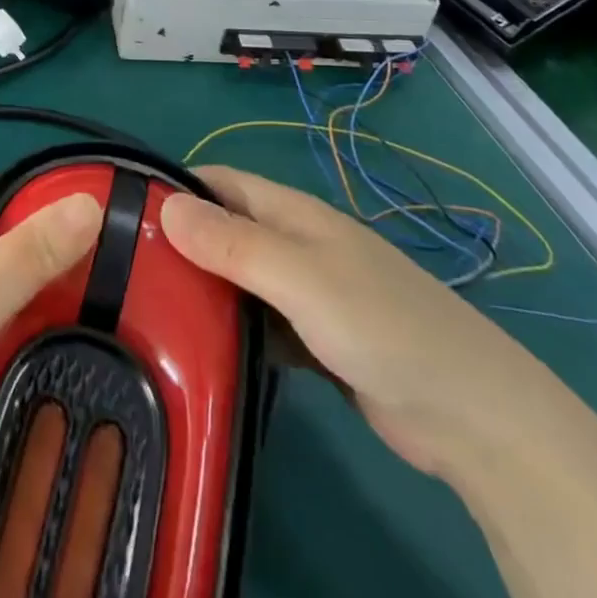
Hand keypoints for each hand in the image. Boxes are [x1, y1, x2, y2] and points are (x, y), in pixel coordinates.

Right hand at [159, 165, 561, 479]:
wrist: (473, 416)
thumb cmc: (383, 326)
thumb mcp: (301, 278)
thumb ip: (233, 244)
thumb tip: (163, 205)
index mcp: (294, 214)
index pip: (222, 182)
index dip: (176, 187)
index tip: (123, 209)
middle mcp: (297, 244)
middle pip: (226, 229)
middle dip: (181, 240)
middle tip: (124, 268)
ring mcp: (309, 293)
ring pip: (240, 277)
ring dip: (203, 286)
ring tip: (145, 307)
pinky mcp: (317, 340)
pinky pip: (259, 321)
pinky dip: (231, 327)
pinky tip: (199, 348)